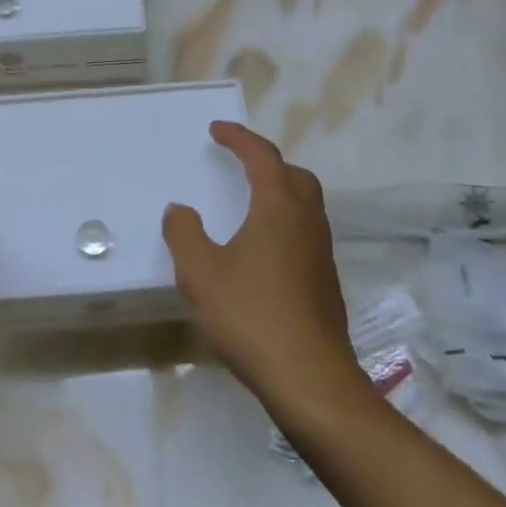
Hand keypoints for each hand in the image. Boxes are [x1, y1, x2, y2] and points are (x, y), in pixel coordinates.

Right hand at [163, 122, 368, 415]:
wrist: (309, 377)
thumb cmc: (250, 316)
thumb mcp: (200, 273)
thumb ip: (184, 234)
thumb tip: (180, 209)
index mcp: (279, 208)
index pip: (262, 157)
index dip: (239, 138)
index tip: (217, 129)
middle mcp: (307, 221)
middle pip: (293, 175)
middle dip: (266, 161)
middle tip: (239, 163)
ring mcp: (321, 252)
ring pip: (305, 204)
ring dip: (279, 191)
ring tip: (248, 202)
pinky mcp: (325, 280)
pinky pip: (305, 232)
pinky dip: (284, 222)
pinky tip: (262, 249)